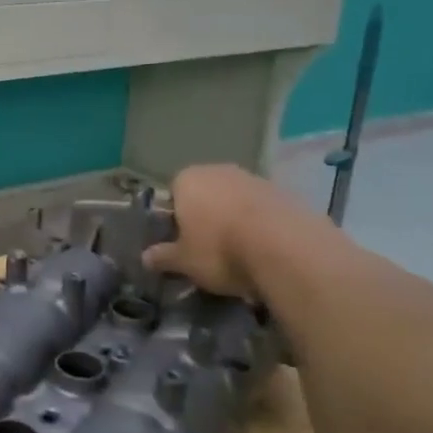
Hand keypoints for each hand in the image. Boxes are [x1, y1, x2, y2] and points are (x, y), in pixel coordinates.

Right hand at [143, 165, 291, 296]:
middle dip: (206, 216)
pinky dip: (262, 225)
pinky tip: (265, 250)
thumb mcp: (184, 261)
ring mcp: (255, 179)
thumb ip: (164, 257)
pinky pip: (263, 210)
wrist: (287, 249)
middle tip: (209, 248)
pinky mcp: (286, 193)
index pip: (173, 192)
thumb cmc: (220, 250)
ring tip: (240, 253)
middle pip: (206, 193)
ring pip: (236, 200)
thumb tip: (145, 258)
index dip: (176, 218)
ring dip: (235, 220)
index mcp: (187, 179)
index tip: (182, 241)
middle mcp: (219, 170)